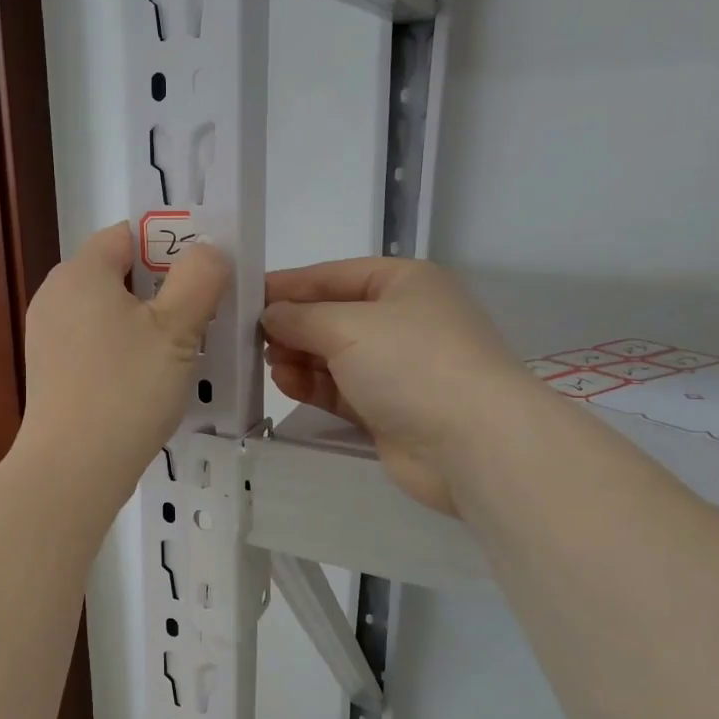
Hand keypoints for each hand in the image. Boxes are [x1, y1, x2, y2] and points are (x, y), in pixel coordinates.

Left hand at [19, 223, 230, 490]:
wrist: (72, 469)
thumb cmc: (126, 389)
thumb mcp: (176, 329)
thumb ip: (198, 277)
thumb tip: (206, 250)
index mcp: (80, 273)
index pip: (126, 235)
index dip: (169, 243)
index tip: (203, 272)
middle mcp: (55, 296)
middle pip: (117, 273)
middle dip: (161, 287)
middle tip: (202, 313)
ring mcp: (47, 337)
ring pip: (107, 312)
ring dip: (145, 322)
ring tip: (183, 349)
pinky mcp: (50, 373)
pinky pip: (94, 344)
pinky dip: (123, 350)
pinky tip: (149, 378)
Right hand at [263, 259, 529, 513]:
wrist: (473, 443)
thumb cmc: (412, 363)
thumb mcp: (348, 326)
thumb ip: (301, 317)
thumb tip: (270, 316)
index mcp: (403, 283)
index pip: (333, 275)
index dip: (289, 285)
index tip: (245, 296)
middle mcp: (402, 320)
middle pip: (332, 316)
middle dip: (292, 325)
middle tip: (248, 338)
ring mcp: (397, 367)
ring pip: (333, 355)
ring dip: (299, 357)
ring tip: (267, 363)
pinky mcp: (388, 409)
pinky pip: (340, 389)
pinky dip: (313, 385)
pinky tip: (284, 383)